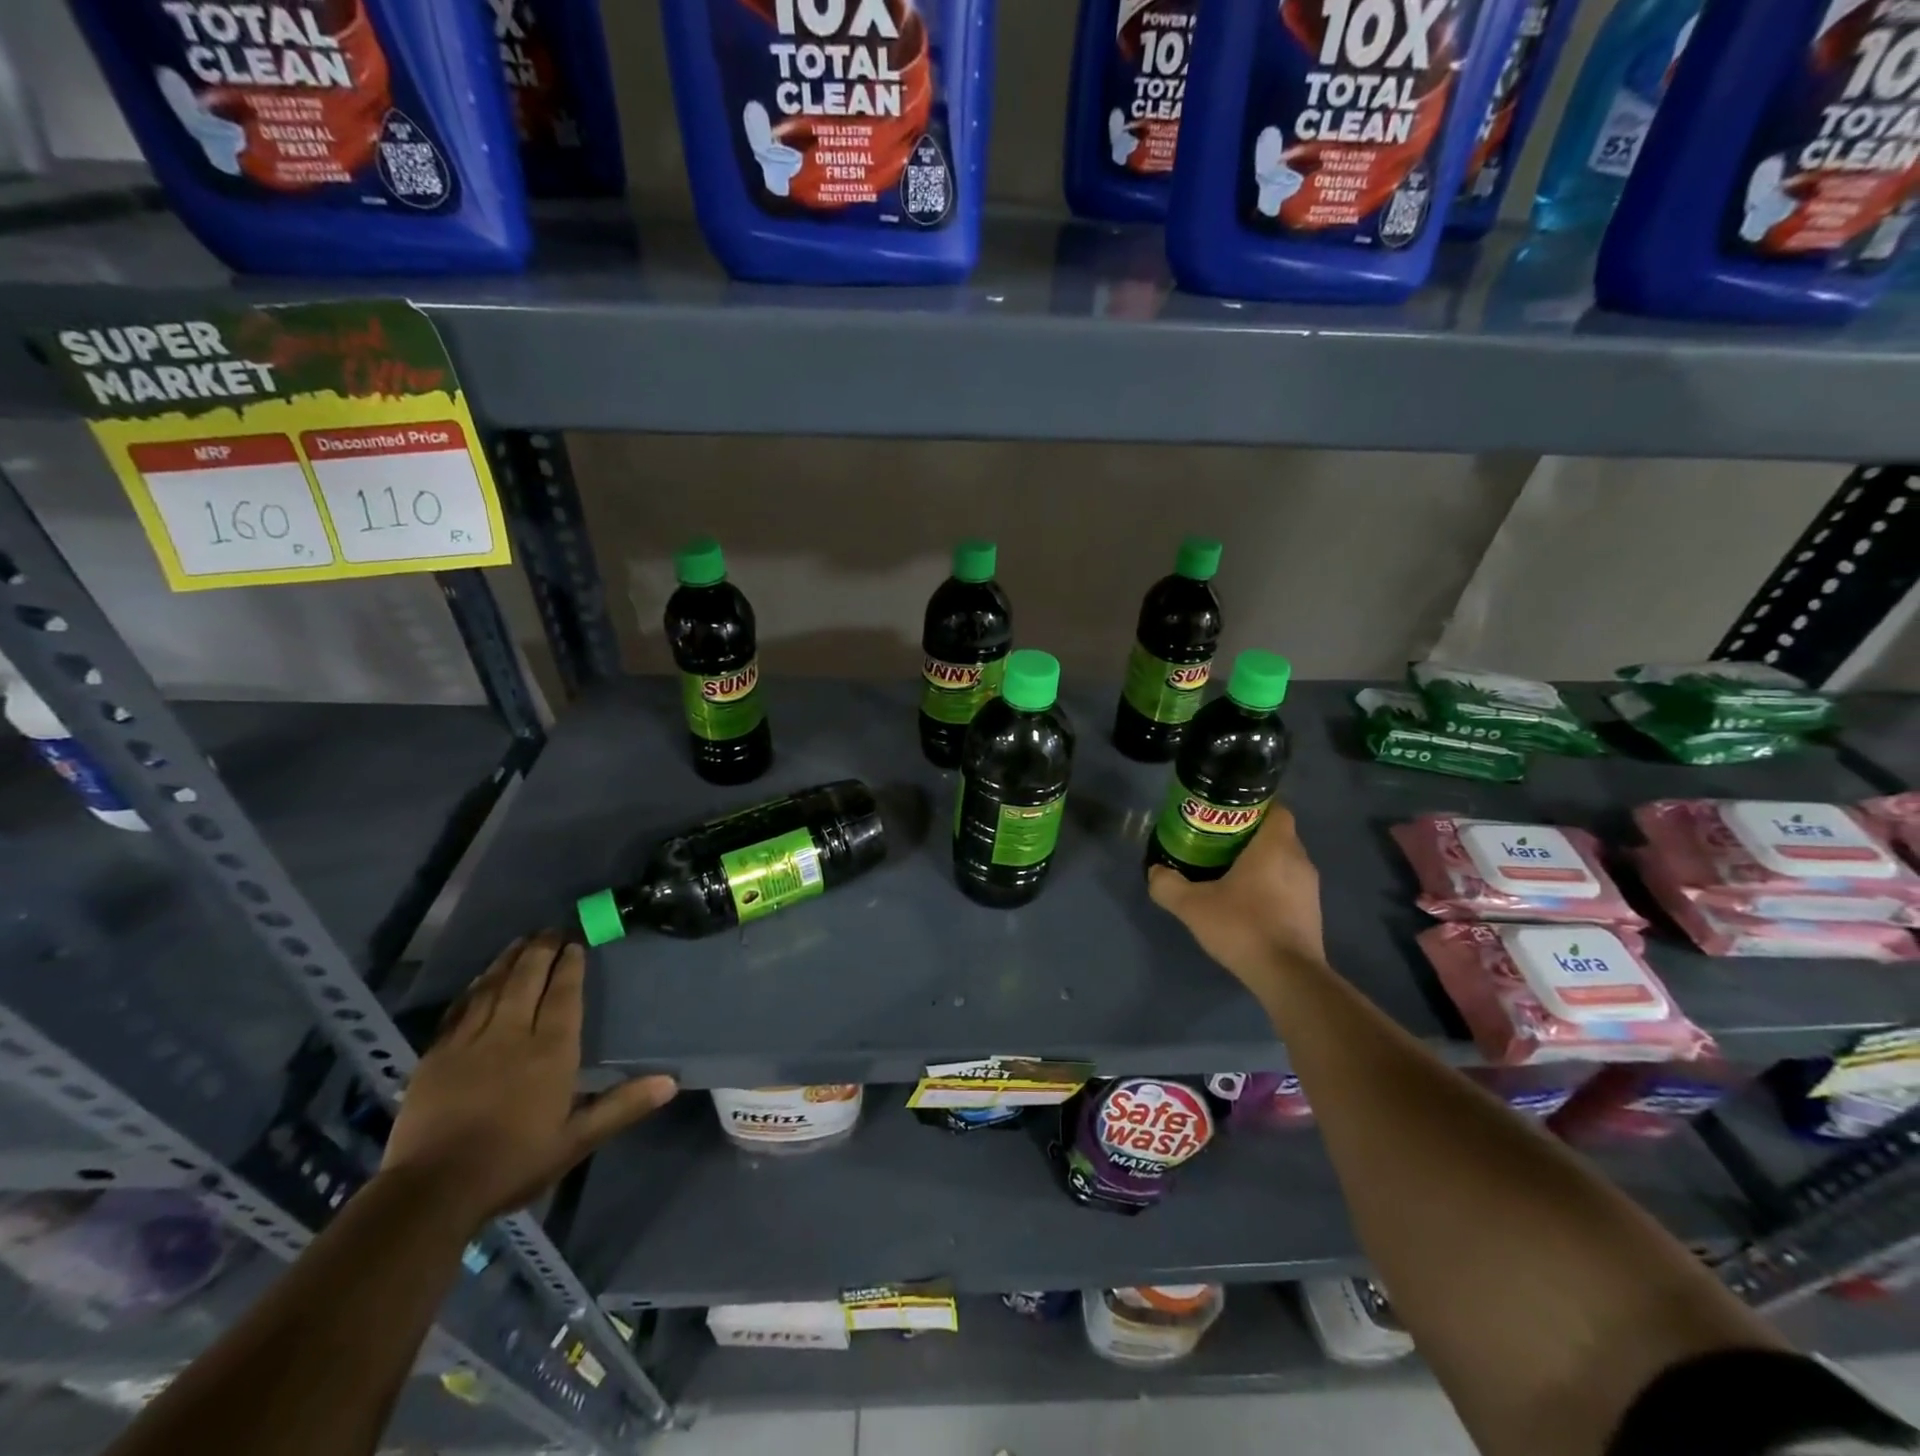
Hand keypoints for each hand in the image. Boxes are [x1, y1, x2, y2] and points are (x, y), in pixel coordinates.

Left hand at [381, 932, 676, 1226]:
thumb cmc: (513, 1163)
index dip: (570, 966)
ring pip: (492, 987)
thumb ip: (622, 1106)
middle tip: (551, 930)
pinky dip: (475, 988)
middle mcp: (512, 1034)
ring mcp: (470, 1042)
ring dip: (508, 960)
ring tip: (521, 941)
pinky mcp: (436, 1056)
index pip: (563, 995)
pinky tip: (480, 980)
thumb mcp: (576, 1140)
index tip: (576, 943)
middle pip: (527, 980)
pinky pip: (460, 1009)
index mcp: (550, 1052)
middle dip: (541, 951)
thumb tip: (670, 1083)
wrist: (431, 1192)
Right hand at [1148, 806, 1326, 994]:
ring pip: (1283, 861)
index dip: (1252, 808)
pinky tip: (1245, 904)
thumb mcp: (1192, 905)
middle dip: (1249, 835)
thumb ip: (1168, 885)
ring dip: (1260, 863)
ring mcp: (1310, 889)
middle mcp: (1299, 860)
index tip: (1225, 816)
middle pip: (1276, 834)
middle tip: (1217, 843)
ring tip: (1227, 873)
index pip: (1276, 808)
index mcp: (1275, 846)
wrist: (1288, 977)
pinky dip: (1270, 887)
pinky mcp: (1311, 913)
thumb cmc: (1244, 927)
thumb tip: (1156, 871)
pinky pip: (1289, 886)